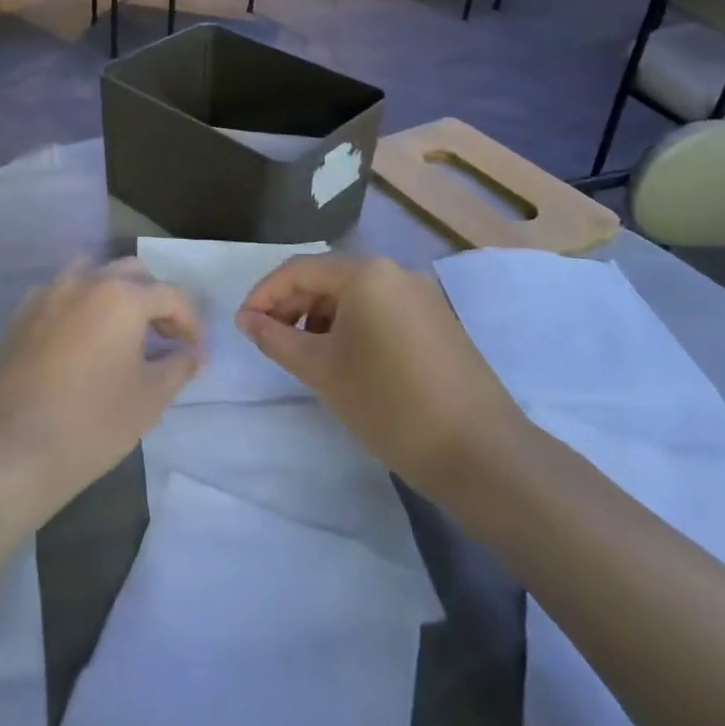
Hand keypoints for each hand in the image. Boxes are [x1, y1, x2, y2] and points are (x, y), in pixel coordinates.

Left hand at [0, 262, 202, 519]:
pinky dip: (80, 307)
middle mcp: (84, 280)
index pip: (170, 294)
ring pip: (91, 275)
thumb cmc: (92, 422)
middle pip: (131, 274)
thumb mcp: (150, 398)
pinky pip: (60, 295)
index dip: (191, 322)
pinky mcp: (20, 314)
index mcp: (122, 294)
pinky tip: (82, 342)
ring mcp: (47, 293)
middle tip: (164, 338)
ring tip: (122, 333)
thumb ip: (179, 366)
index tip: (196, 351)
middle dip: (153, 300)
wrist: (12, 447)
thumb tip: (194, 352)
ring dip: (114, 294)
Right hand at [236, 255, 523, 484]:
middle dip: (291, 306)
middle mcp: (395, 271)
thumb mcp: (322, 371)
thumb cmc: (390, 405)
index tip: (242, 326)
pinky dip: (352, 326)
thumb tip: (247, 320)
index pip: (298, 270)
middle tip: (268, 341)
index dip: (263, 295)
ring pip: (354, 295)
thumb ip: (277, 339)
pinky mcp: (436, 321)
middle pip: (327, 278)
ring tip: (303, 355)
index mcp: (366, 273)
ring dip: (320, 317)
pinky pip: (380, 310)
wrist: (482, 455)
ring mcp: (421, 295)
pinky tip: (344, 359)